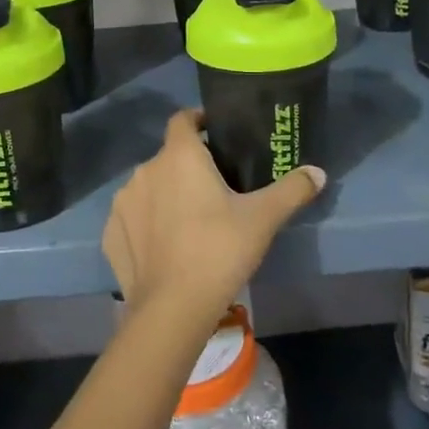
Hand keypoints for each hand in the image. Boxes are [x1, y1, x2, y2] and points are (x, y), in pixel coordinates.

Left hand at [102, 109, 324, 327]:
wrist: (171, 309)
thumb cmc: (219, 251)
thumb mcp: (263, 219)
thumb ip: (292, 190)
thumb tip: (318, 172)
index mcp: (179, 156)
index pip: (183, 119)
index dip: (199, 121)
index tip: (216, 133)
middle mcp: (145, 170)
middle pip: (169, 157)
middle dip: (189, 166)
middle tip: (215, 189)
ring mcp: (123, 202)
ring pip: (149, 187)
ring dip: (166, 195)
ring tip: (190, 220)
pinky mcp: (111, 233)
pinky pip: (132, 218)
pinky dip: (146, 225)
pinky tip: (165, 247)